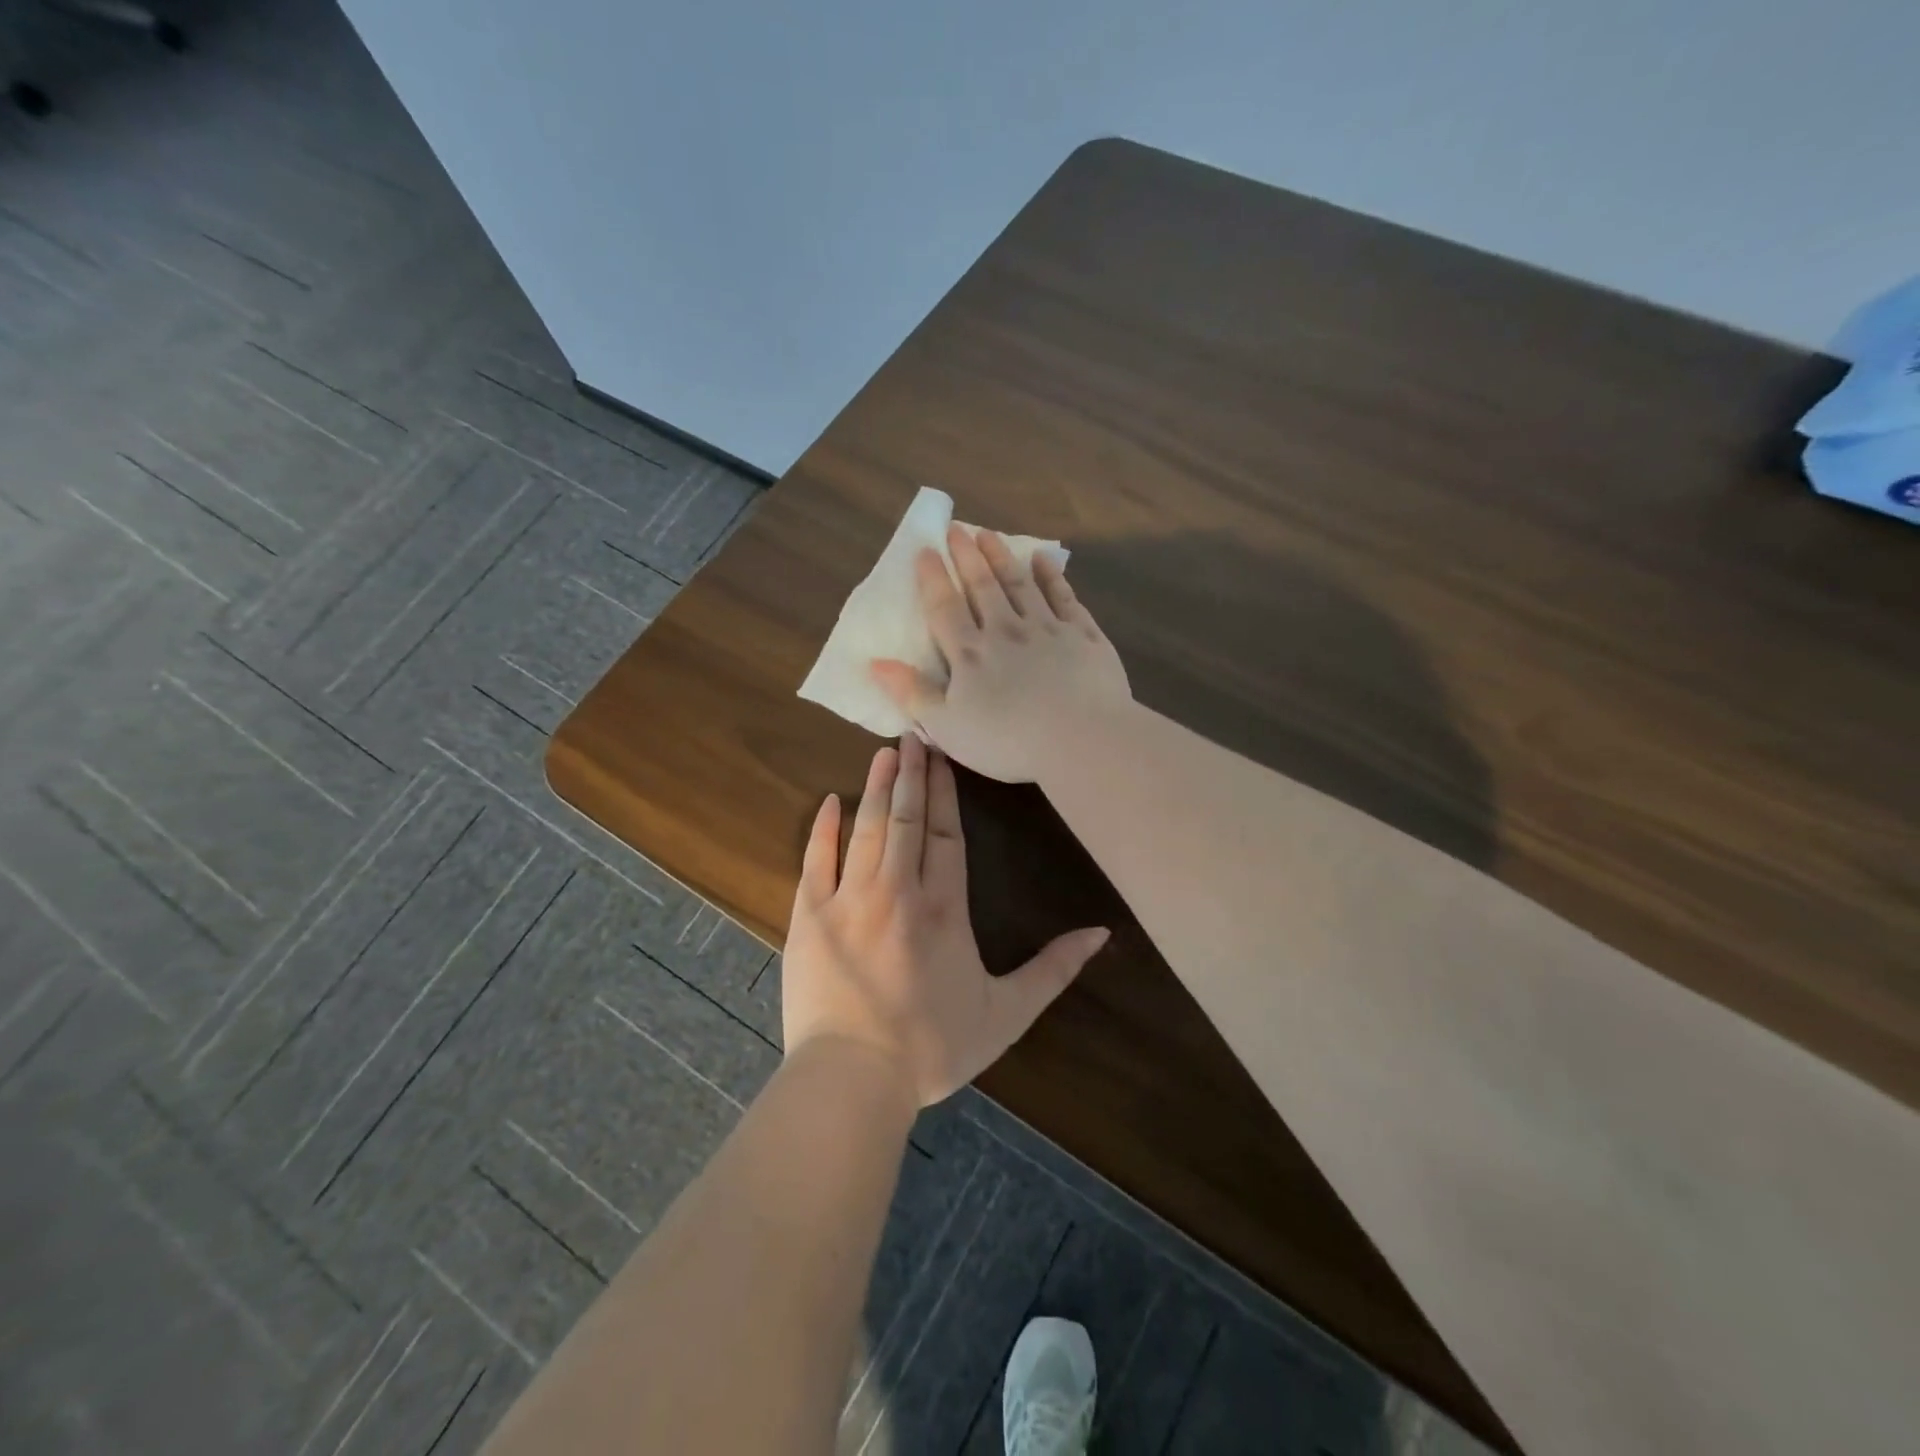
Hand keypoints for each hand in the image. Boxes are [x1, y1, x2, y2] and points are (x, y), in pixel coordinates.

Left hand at [782, 735, 1110, 1106]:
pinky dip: (823, 829)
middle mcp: (897, 890)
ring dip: (877, 788)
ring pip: (867, 828)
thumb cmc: (932, 1048)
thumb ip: (1052, 970)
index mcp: (943, 908)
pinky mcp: (810, 916)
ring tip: (883, 753)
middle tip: (912, 735)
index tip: (942, 756)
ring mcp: (849, 899)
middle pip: (907, 818)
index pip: (946, 833)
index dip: (944, 792)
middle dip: (911, 774)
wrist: (854, 1078)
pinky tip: (830, 801)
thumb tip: (1101, 933)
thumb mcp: (1006, 1014)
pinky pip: (816, 860)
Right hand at [870, 524, 1131, 783]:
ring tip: (989, 534)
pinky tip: (1044, 559)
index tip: (925, 550)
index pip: (945, 608)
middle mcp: (1006, 630)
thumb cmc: (1007, 741)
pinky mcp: (1083, 635)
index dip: (933, 578)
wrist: (1081, 739)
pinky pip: (1064, 596)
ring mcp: (1047, 628)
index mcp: (970, 654)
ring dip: (1003, 557)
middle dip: (967, 556)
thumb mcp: (946, 727)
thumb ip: (912, 693)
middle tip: (957, 529)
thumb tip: (875, 663)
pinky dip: (1052, 576)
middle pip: (983, 586)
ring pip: (1020, 583)